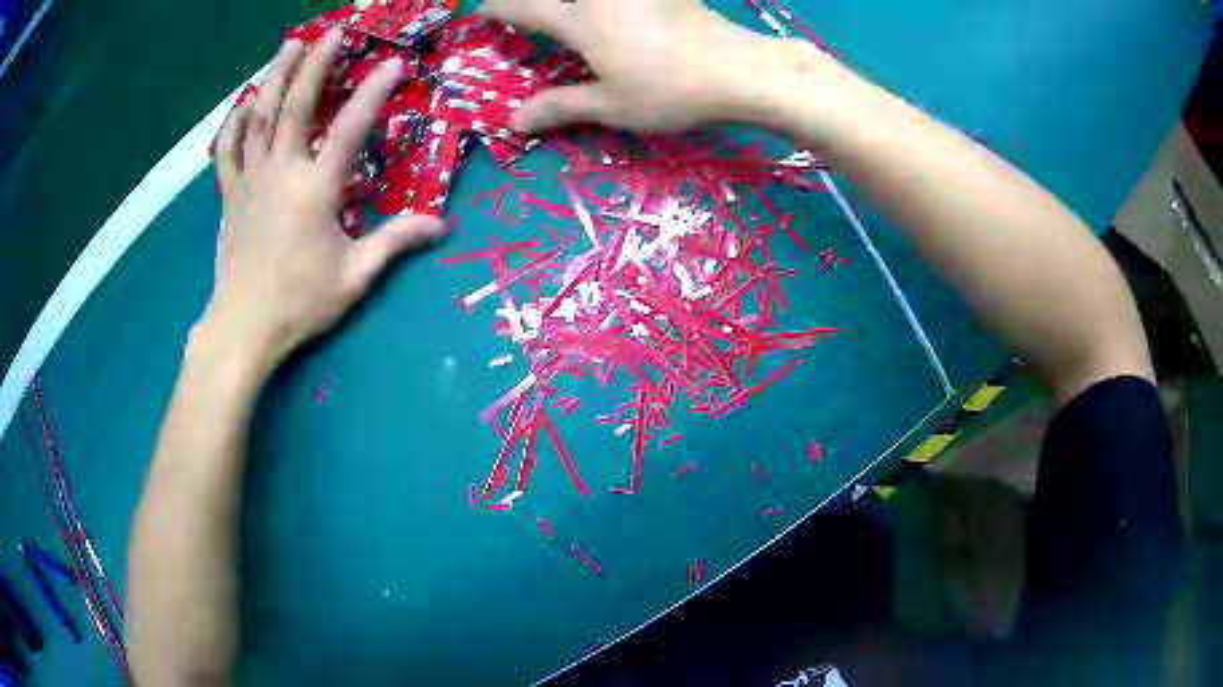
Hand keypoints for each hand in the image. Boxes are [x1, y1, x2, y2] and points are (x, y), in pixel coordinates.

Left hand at [201, 28, 445, 371]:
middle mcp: (281, 172)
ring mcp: (250, 180)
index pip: (350, 127)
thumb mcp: (355, 277)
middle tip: (334, 31)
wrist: (243, 327)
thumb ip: (394, 242)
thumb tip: (441, 225)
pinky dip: (234, 123)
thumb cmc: (299, 303)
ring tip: (288, 45)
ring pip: (260, 116)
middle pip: (297, 104)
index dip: (374, 91)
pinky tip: (242, 104)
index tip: (395, 63)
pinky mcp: (229, 194)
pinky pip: (227, 150)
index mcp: (316, 189)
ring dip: (274, 76)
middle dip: (316, 62)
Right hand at [479, 0, 786, 134]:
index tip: (482, 12)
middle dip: (532, 0)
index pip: (526, 7)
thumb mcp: (611, 106)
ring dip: (573, 2)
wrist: (739, 70)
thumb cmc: (670, 90)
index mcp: (582, 21)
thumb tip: (513, 123)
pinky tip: (618, 11)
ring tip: (571, 13)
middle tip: (528, 9)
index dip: (498, 9)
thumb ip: (560, 107)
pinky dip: (613, 2)